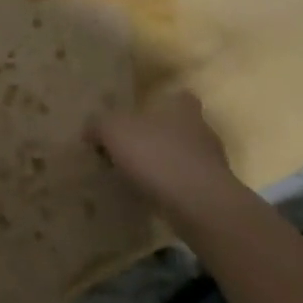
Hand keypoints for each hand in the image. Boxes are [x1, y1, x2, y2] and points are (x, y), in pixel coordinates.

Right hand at [89, 90, 240, 227]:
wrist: (199, 205)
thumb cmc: (157, 155)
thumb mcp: (114, 131)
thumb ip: (99, 124)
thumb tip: (89, 129)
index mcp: (182, 108)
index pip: (177, 98)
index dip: (160, 106)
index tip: (138, 118)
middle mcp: (202, 130)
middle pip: (179, 128)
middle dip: (157, 138)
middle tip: (130, 151)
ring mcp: (212, 164)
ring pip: (183, 158)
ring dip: (164, 166)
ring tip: (137, 178)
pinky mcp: (213, 193)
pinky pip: (187, 185)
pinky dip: (171, 190)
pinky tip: (152, 198)